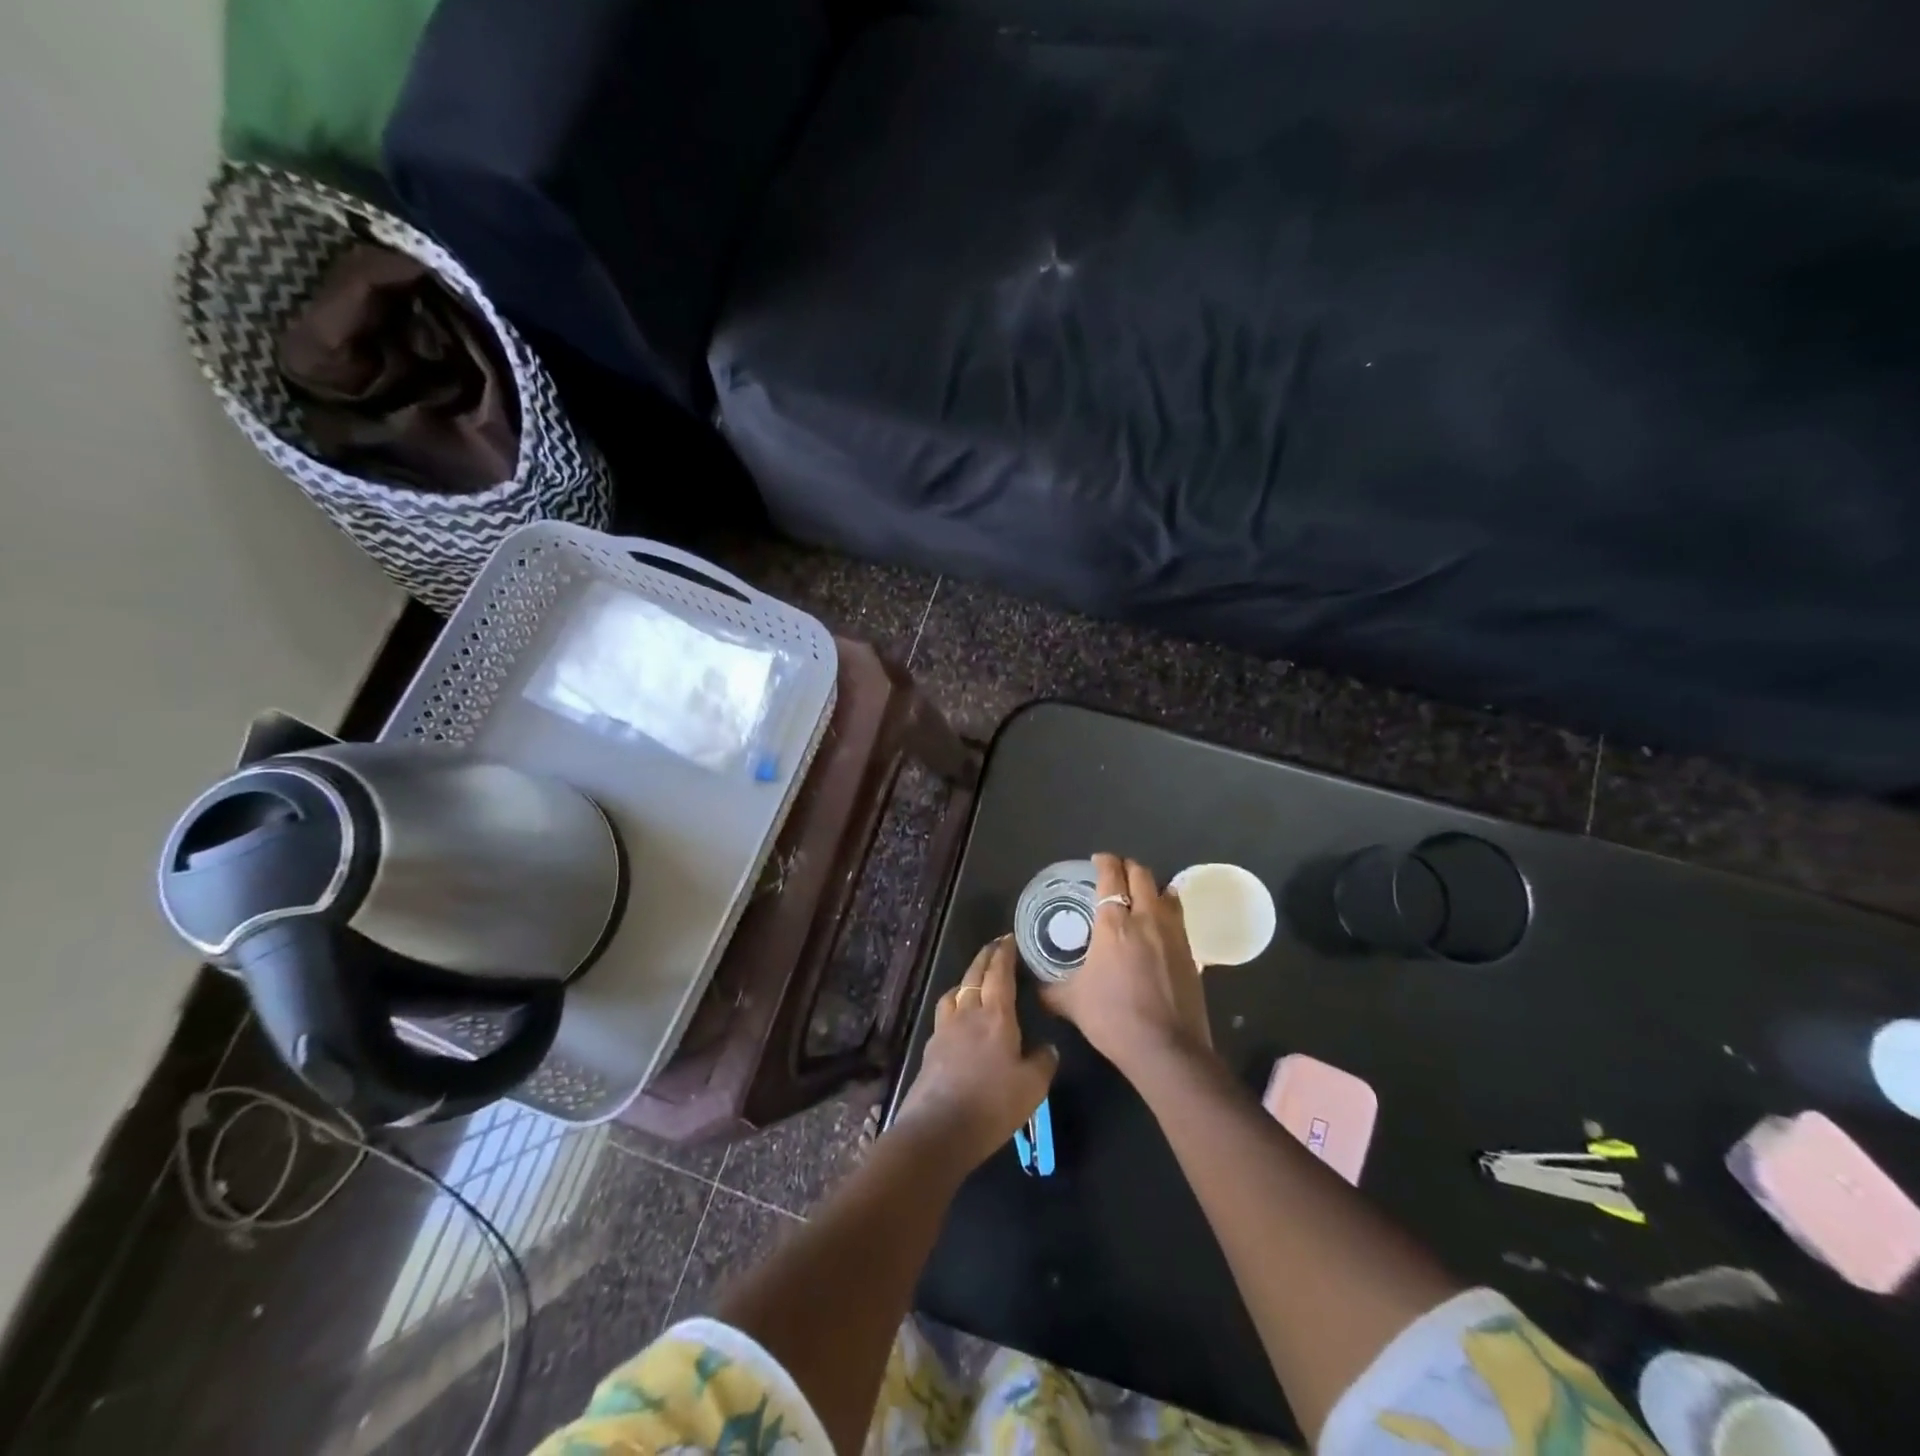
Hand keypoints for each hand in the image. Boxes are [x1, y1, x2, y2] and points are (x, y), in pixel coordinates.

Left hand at [895, 937, 1057, 1169]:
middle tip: (996, 946)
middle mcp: (968, 1013)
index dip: (1004, 954)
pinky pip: (944, 1012)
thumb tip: (1048, 1047)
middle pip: (975, 975)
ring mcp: (945, 1029)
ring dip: (967, 978)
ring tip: (975, 978)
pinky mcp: (932, 1047)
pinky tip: (959, 1016)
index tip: (1010, 938)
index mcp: (996, 1016)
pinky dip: (954, 1002)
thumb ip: (1043, 1062)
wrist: (939, 1129)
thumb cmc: (992, 1105)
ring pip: (955, 991)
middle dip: (986, 957)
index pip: (999, 973)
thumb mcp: (1032, 1087)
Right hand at [1039, 853, 1213, 1077]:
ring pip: (1166, 891)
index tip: (1098, 860)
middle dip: (1128, 867)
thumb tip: (1035, 986)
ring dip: (1152, 886)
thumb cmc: (1113, 1018)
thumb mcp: (1071, 1003)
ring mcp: (1173, 933)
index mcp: (1113, 924)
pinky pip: (1179, 916)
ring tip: (1141, 894)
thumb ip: (1051, 989)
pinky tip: (1160, 923)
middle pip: (1141, 875)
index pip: (1111, 876)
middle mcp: (1145, 918)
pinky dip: (1168, 909)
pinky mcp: (1191, 951)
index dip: (1104, 862)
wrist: (1166, 1048)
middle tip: (1116, 873)